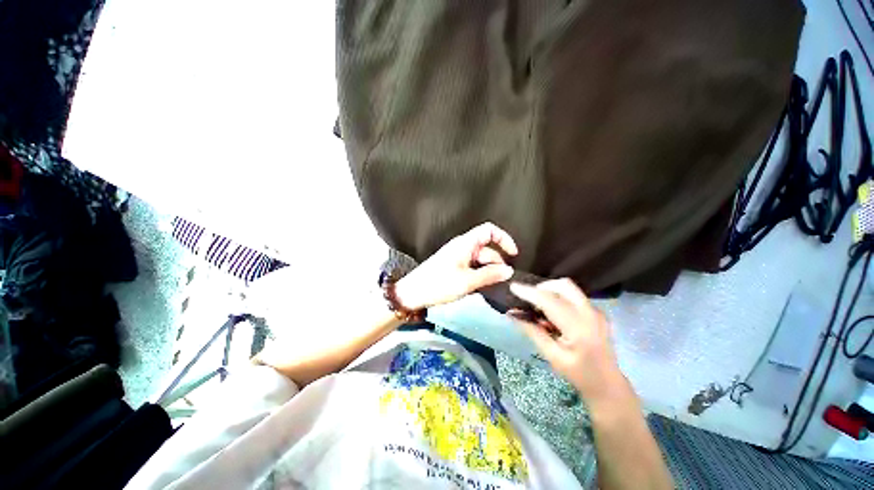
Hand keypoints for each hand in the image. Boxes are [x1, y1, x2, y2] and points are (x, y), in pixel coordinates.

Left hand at [395, 223, 517, 310]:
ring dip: (487, 272)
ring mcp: (457, 257)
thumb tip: (509, 270)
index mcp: (465, 244)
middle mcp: (462, 247)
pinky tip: (478, 287)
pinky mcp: (453, 266)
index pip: (489, 230)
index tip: (513, 254)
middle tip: (501, 281)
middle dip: (496, 263)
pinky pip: (472, 267)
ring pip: (480, 261)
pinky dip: (478, 275)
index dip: (504, 239)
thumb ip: (489, 275)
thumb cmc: (438, 284)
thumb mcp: (466, 281)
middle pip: (487, 249)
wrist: (412, 293)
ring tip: (488, 287)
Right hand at [508, 279, 623, 399]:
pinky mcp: (596, 311)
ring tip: (539, 307)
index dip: (530, 292)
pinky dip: (559, 297)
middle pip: (563, 285)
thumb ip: (532, 332)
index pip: (550, 301)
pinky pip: (573, 295)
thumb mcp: (552, 356)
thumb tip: (512, 313)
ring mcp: (596, 311)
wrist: (608, 384)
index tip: (513, 286)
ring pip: (568, 288)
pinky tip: (553, 313)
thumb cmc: (579, 374)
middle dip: (542, 287)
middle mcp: (590, 313)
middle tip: (528, 299)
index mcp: (579, 328)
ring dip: (550, 291)